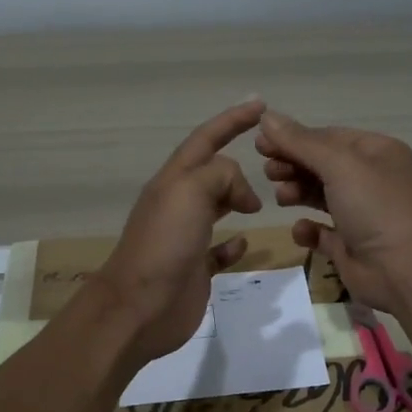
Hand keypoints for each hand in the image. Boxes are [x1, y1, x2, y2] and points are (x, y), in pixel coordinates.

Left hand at [92, 101, 265, 361]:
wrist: (139, 306)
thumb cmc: (165, 243)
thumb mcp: (191, 191)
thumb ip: (221, 175)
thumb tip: (242, 193)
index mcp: (174, 180)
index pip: (206, 139)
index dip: (232, 120)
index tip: (260, 105)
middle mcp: (178, 203)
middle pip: (212, 172)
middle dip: (238, 164)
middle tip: (272, 164)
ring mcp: (185, 237)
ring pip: (216, 208)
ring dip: (237, 200)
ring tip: (262, 202)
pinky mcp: (194, 268)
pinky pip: (217, 249)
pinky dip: (233, 244)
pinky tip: (243, 243)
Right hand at [254, 110, 411, 311]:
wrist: (406, 271)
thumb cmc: (376, 207)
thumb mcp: (339, 165)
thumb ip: (300, 142)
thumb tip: (267, 116)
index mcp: (377, 153)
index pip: (329, 137)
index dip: (295, 138)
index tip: (261, 143)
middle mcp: (371, 180)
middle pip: (322, 165)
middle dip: (294, 165)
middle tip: (268, 172)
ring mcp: (362, 214)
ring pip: (321, 196)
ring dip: (297, 192)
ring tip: (281, 197)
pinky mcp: (351, 245)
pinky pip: (322, 232)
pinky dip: (308, 229)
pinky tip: (301, 230)